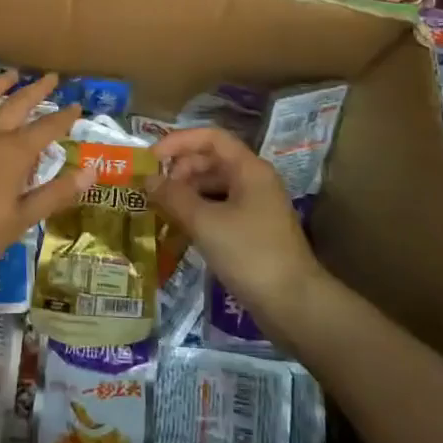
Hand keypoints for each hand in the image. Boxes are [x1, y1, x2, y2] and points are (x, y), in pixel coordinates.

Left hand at [0, 72, 87, 277]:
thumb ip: (55, 194)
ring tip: (12, 74)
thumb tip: (91, 172)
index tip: (76, 105)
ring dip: (0, 84)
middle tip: (51, 77)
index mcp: (14, 154)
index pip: (47, 129)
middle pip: (17, 104)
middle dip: (37, 90)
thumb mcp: (20, 220)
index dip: (64, 117)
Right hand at [146, 127, 326, 342]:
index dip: (180, 141)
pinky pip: (220, 210)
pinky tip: (178, 228)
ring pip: (214, 187)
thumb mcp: (206, 223)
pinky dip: (198, 213)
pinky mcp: (253, 232)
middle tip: (153, 188)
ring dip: (186, 193)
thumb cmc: (250, 254)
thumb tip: (148, 179)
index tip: (152, 157)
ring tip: (159, 208)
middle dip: (180, 169)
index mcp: (249, 169)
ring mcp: (255, 207)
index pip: (211, 137)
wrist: (294, 305)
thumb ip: (174, 197)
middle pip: (212, 161)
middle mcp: (254, 181)